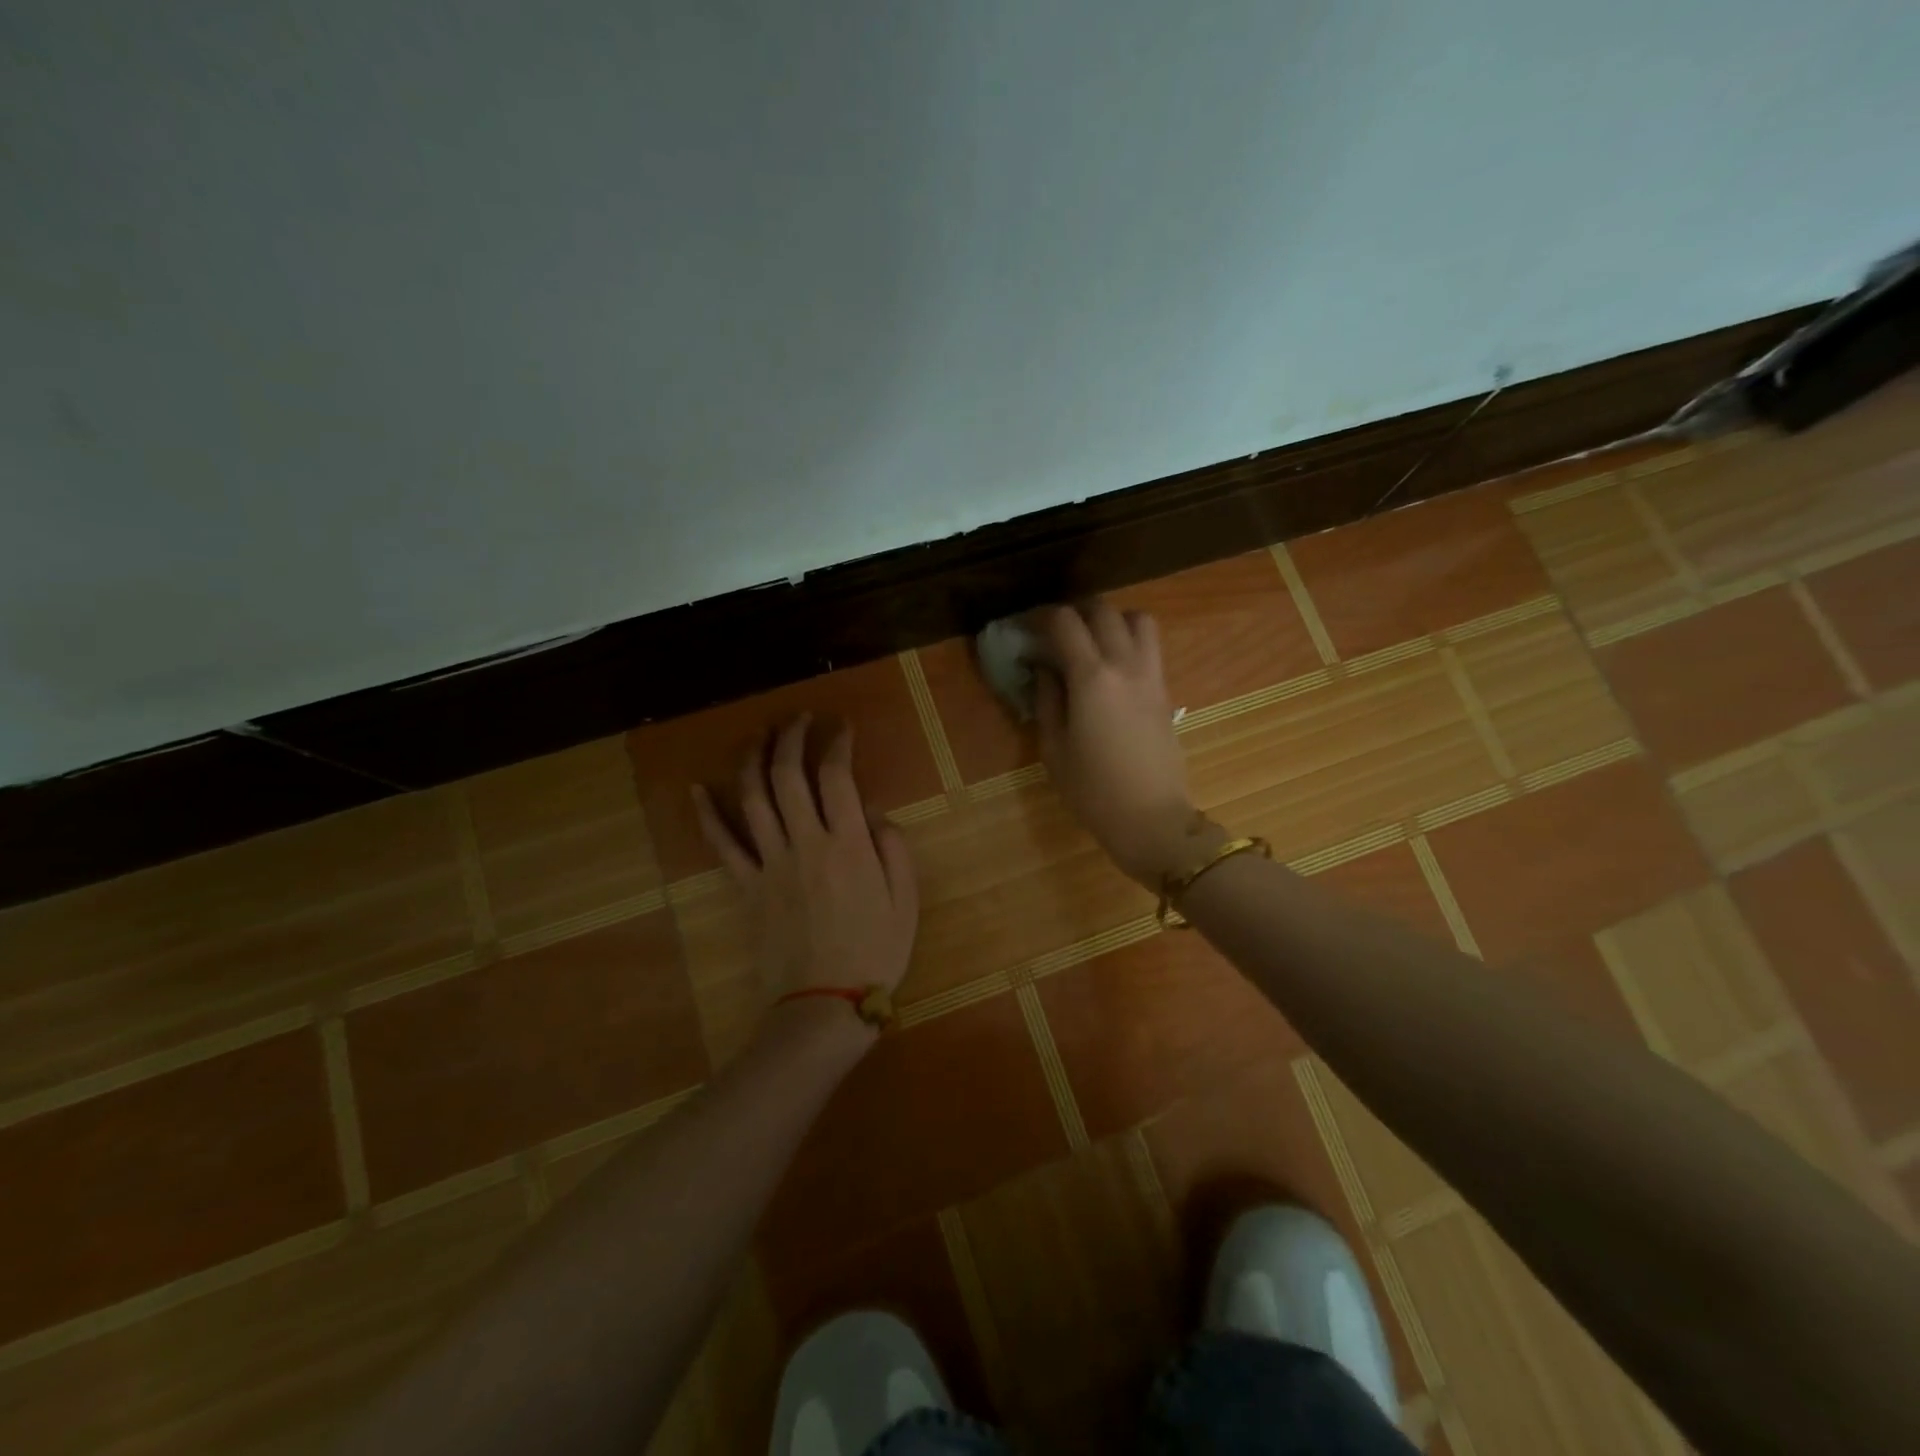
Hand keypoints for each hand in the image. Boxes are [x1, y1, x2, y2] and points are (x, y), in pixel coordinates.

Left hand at [692, 715, 919, 1049]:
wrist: (824, 1005)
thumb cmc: (875, 954)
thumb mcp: (906, 901)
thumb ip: (892, 849)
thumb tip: (872, 813)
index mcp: (847, 845)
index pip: (836, 776)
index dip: (837, 744)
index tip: (841, 728)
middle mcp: (805, 843)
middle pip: (788, 775)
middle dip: (791, 737)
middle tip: (799, 719)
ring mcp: (770, 863)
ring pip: (753, 798)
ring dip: (753, 759)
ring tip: (759, 735)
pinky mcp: (746, 887)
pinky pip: (722, 845)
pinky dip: (708, 815)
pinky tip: (698, 789)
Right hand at [1034, 600, 1214, 885]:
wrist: (1152, 819)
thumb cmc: (1093, 790)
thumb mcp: (1054, 748)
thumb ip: (1047, 699)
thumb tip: (1044, 667)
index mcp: (1091, 678)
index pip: (1065, 622)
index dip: (1041, 617)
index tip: (1026, 630)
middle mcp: (1125, 665)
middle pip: (1103, 610)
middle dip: (1075, 612)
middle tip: (1055, 632)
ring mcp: (1151, 675)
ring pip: (1138, 619)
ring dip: (1111, 619)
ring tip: (1091, 642)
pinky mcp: (1165, 690)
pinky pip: (1150, 646)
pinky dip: (1129, 640)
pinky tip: (1110, 668)